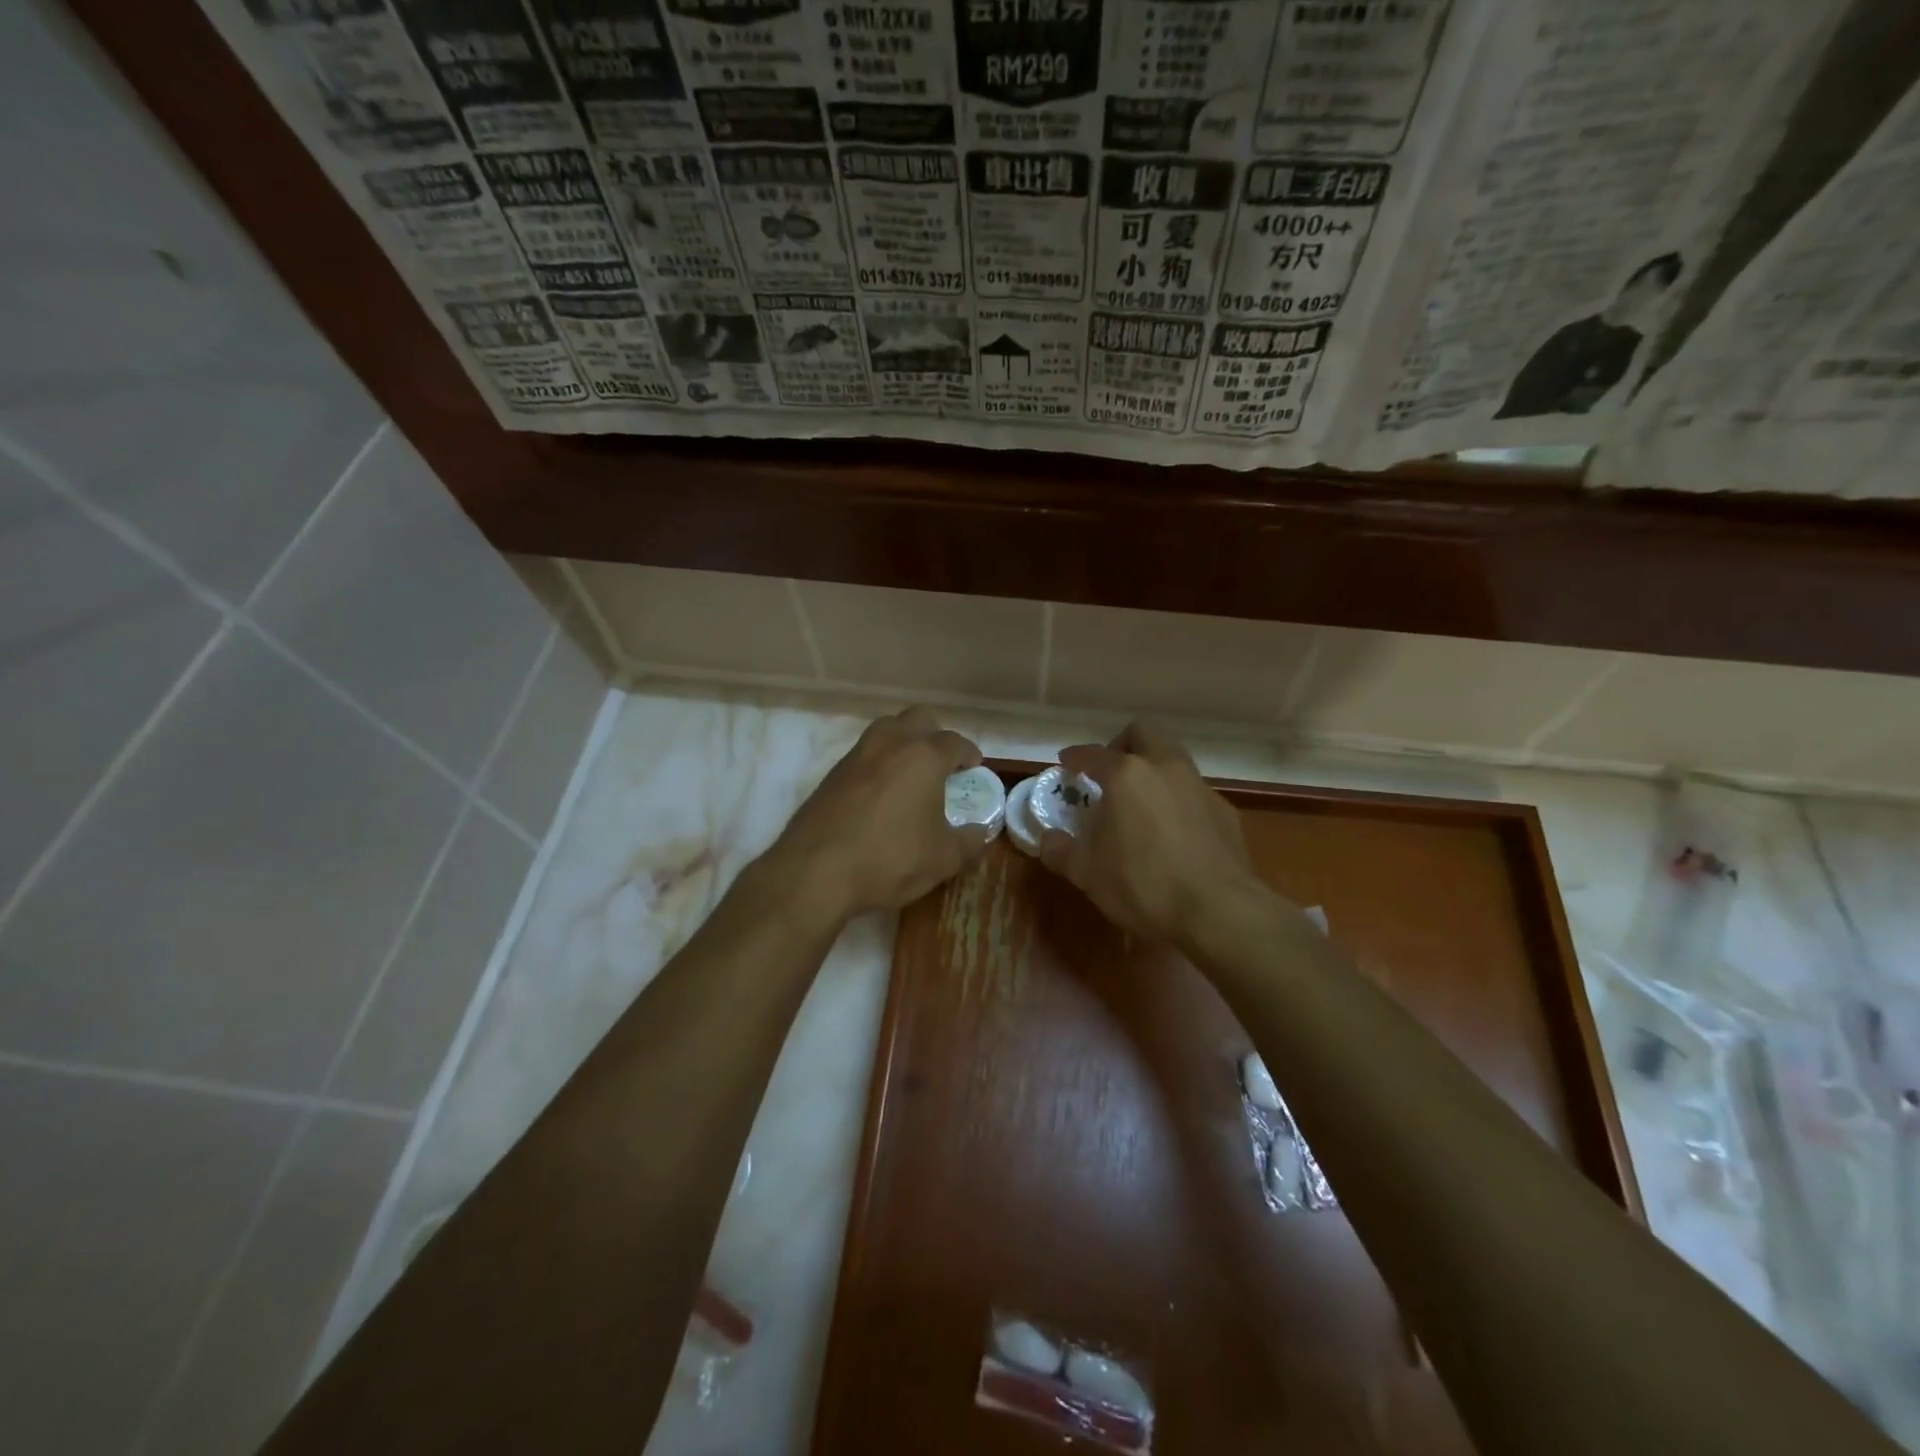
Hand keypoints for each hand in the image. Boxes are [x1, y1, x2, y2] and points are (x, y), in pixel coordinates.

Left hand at [768, 707, 988, 920]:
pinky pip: (863, 755)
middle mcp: (890, 744)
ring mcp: (856, 756)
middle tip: (942, 764)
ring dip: (903, 743)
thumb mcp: (943, 859)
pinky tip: (879, 796)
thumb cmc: (890, 859)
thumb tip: (981, 831)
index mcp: (924, 757)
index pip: (955, 742)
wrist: (815, 871)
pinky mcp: (831, 774)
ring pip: (886, 730)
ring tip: (910, 775)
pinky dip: (878, 764)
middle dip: (935, 735)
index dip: (968, 753)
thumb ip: (969, 841)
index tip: (973, 767)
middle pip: (918, 719)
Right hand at [1039, 722, 1261, 944]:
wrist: (1218, 911)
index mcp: (1127, 775)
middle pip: (1144, 735)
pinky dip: (1177, 801)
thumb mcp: (1086, 872)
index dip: (1075, 757)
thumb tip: (1050, 839)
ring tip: (1139, 805)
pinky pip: (1194, 793)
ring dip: (1154, 771)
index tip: (1066, 763)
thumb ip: (1061, 850)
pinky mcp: (1226, 812)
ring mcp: (1200, 788)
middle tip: (1109, 773)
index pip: (1094, 754)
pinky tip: (1172, 833)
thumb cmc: (1142, 884)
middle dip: (1123, 746)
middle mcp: (1166, 768)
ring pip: (1174, 761)